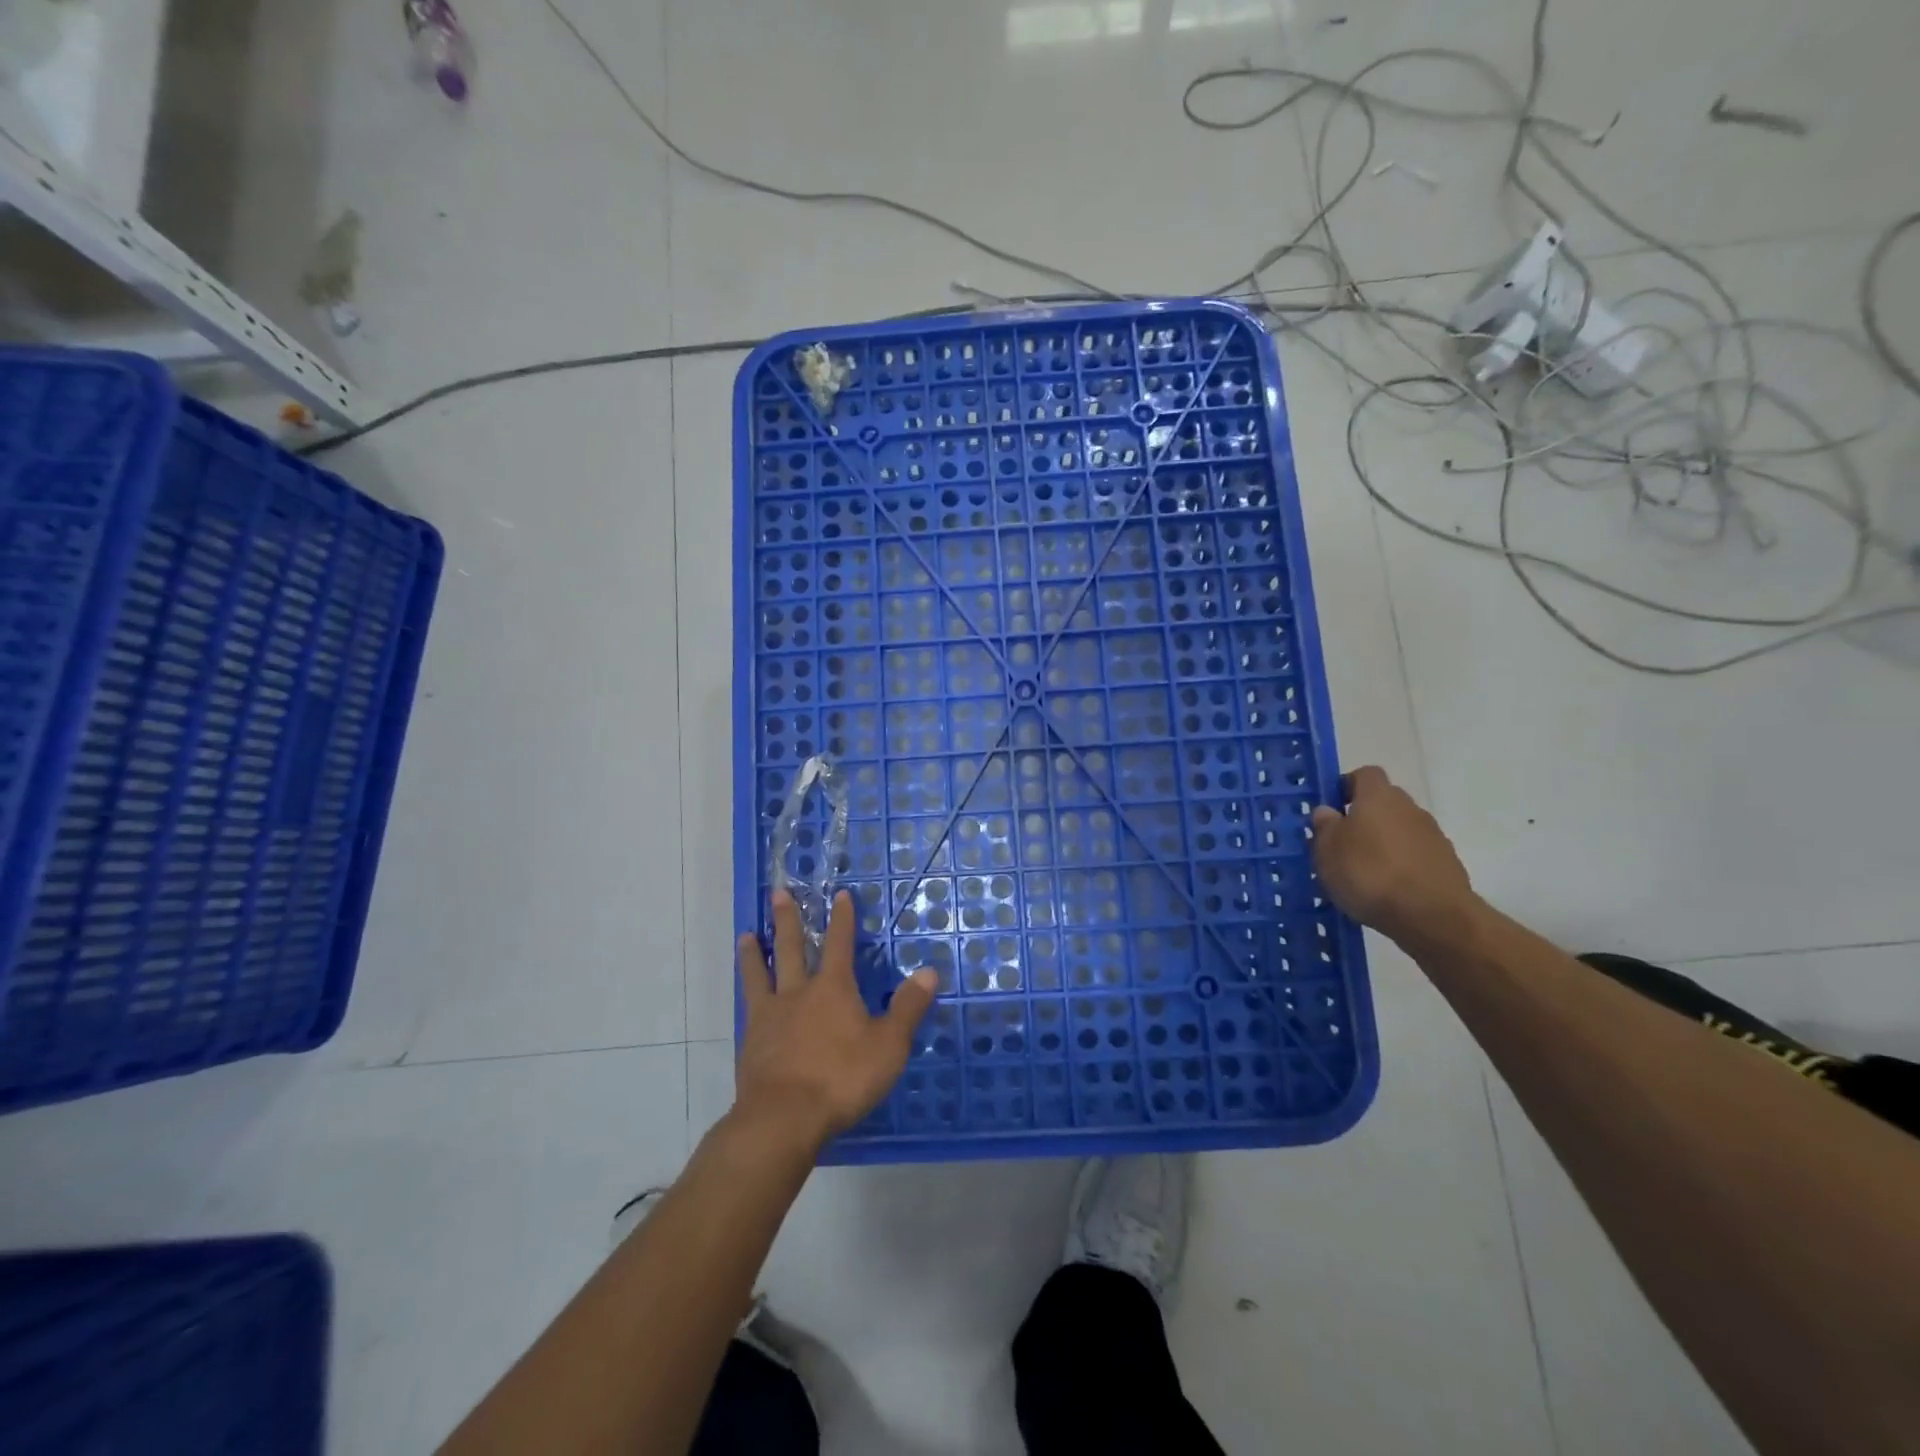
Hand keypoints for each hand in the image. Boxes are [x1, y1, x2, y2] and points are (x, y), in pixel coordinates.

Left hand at [734, 889, 937, 1153]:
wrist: (784, 1118)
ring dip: (756, 952)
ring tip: (748, 934)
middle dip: (788, 920)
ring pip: (761, 974)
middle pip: (792, 948)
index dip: (842, 919)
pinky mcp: (752, 1042)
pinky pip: (749, 1006)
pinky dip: (747, 992)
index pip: (840, 944)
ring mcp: (770, 1016)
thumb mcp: (888, 1046)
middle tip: (778, 893)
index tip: (839, 895)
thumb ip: (908, 1008)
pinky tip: (745, 994)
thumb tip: (930, 971)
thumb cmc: (842, 1078)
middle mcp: (799, 992)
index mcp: (834, 988)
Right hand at [1310, 765, 1479, 948]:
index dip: (1346, 786)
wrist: (1432, 916)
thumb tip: (1327, 811)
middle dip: (1363, 818)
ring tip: (1362, 873)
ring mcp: (1433, 836)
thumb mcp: (1327, 850)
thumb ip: (1325, 826)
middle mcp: (1409, 808)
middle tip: (1341, 844)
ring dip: (1382, 844)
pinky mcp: (1446, 865)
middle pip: (1383, 803)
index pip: (1365, 774)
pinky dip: (1400, 866)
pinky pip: (1415, 856)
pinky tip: (1386, 890)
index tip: (1331, 808)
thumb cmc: (1369, 873)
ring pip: (1399, 831)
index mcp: (1379, 797)